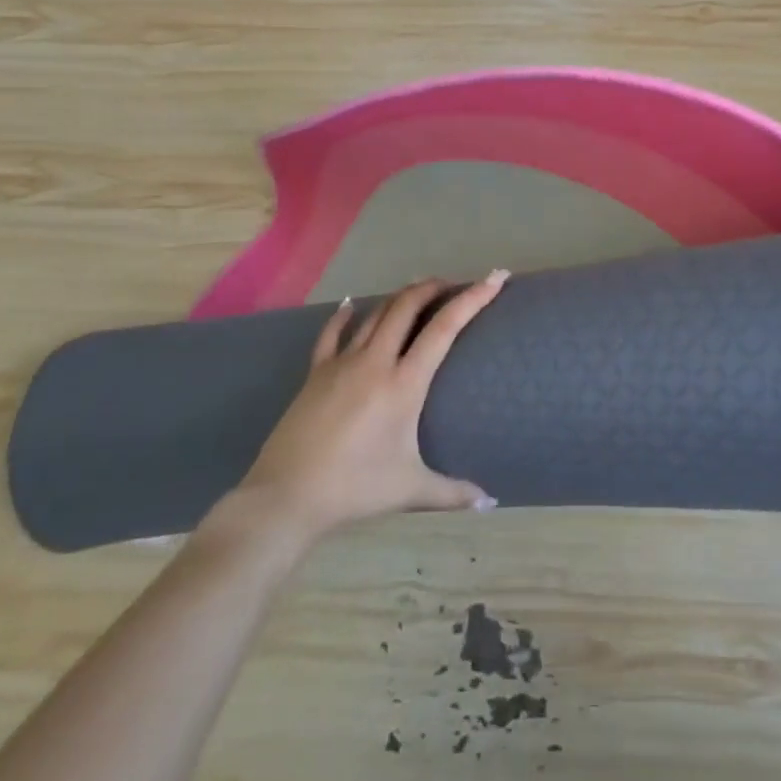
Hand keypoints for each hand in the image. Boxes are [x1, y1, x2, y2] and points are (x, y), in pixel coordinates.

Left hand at [219, 274, 506, 545]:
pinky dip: (344, 315)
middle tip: (451, 285)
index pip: (444, 328)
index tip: (494, 278)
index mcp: (404, 384)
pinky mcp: (316, 373)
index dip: (472, 299)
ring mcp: (342, 363)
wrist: (286, 497)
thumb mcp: (409, 489)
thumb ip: (452, 493)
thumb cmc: (354, 489)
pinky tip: (349, 304)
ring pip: (376, 314)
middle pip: (407, 307)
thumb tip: (490, 502)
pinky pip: (332, 334)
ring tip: (416, 292)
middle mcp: (375, 361)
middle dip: (432, 288)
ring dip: (399, 298)